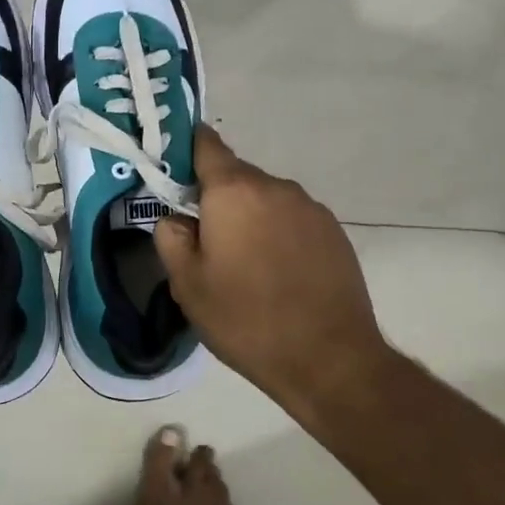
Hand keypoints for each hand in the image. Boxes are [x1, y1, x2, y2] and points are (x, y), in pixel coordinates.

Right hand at [154, 128, 395, 408]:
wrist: (330, 360)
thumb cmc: (246, 319)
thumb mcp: (187, 285)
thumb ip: (170, 237)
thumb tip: (176, 218)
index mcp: (233, 191)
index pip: (205, 144)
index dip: (184, 150)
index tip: (171, 171)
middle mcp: (275, 187)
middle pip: (235, 176)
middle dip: (216, 199)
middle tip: (204, 240)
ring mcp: (310, 208)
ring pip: (265, 199)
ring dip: (249, 218)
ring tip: (244, 265)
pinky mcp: (334, 232)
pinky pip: (292, 219)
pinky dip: (277, 234)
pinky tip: (277, 274)